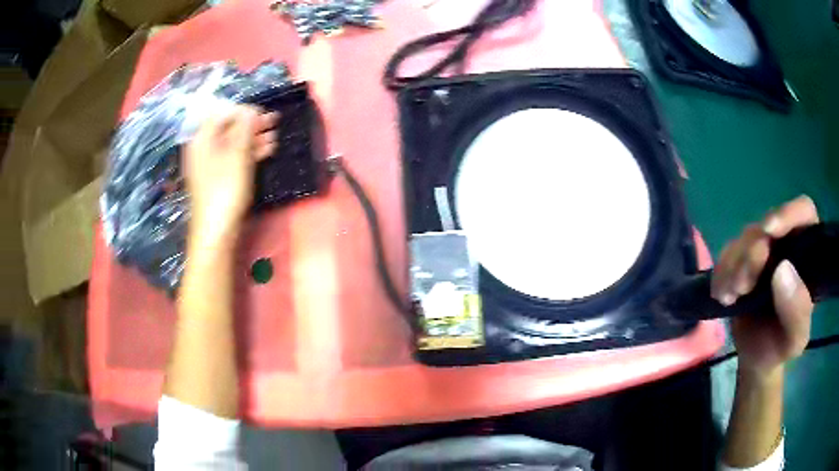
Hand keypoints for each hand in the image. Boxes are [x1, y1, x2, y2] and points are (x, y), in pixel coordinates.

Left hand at [184, 106, 278, 243]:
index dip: (242, 110)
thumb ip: (244, 129)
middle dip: (251, 124)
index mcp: (202, 139)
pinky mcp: (218, 178)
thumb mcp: (237, 155)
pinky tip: (267, 151)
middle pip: (227, 128)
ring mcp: (210, 165)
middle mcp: (203, 149)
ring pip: (233, 144)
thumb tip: (250, 111)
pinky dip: (249, 153)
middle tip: (273, 121)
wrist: (216, 231)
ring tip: (275, 138)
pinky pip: (233, 158)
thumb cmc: (225, 189)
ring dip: (254, 138)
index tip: (262, 113)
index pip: (221, 113)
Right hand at [711, 195, 817, 379]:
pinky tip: (723, 296)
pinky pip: (727, 254)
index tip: (770, 230)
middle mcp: (787, 243)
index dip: (789, 214)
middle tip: (742, 286)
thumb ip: (797, 311)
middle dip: (753, 252)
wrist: (755, 360)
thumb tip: (783, 270)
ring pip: (745, 237)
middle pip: (769, 224)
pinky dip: (722, 273)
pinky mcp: (742, 259)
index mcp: (808, 254)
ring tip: (730, 297)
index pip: (804, 212)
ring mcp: (764, 249)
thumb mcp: (794, 339)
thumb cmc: (780, 347)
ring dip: (734, 265)